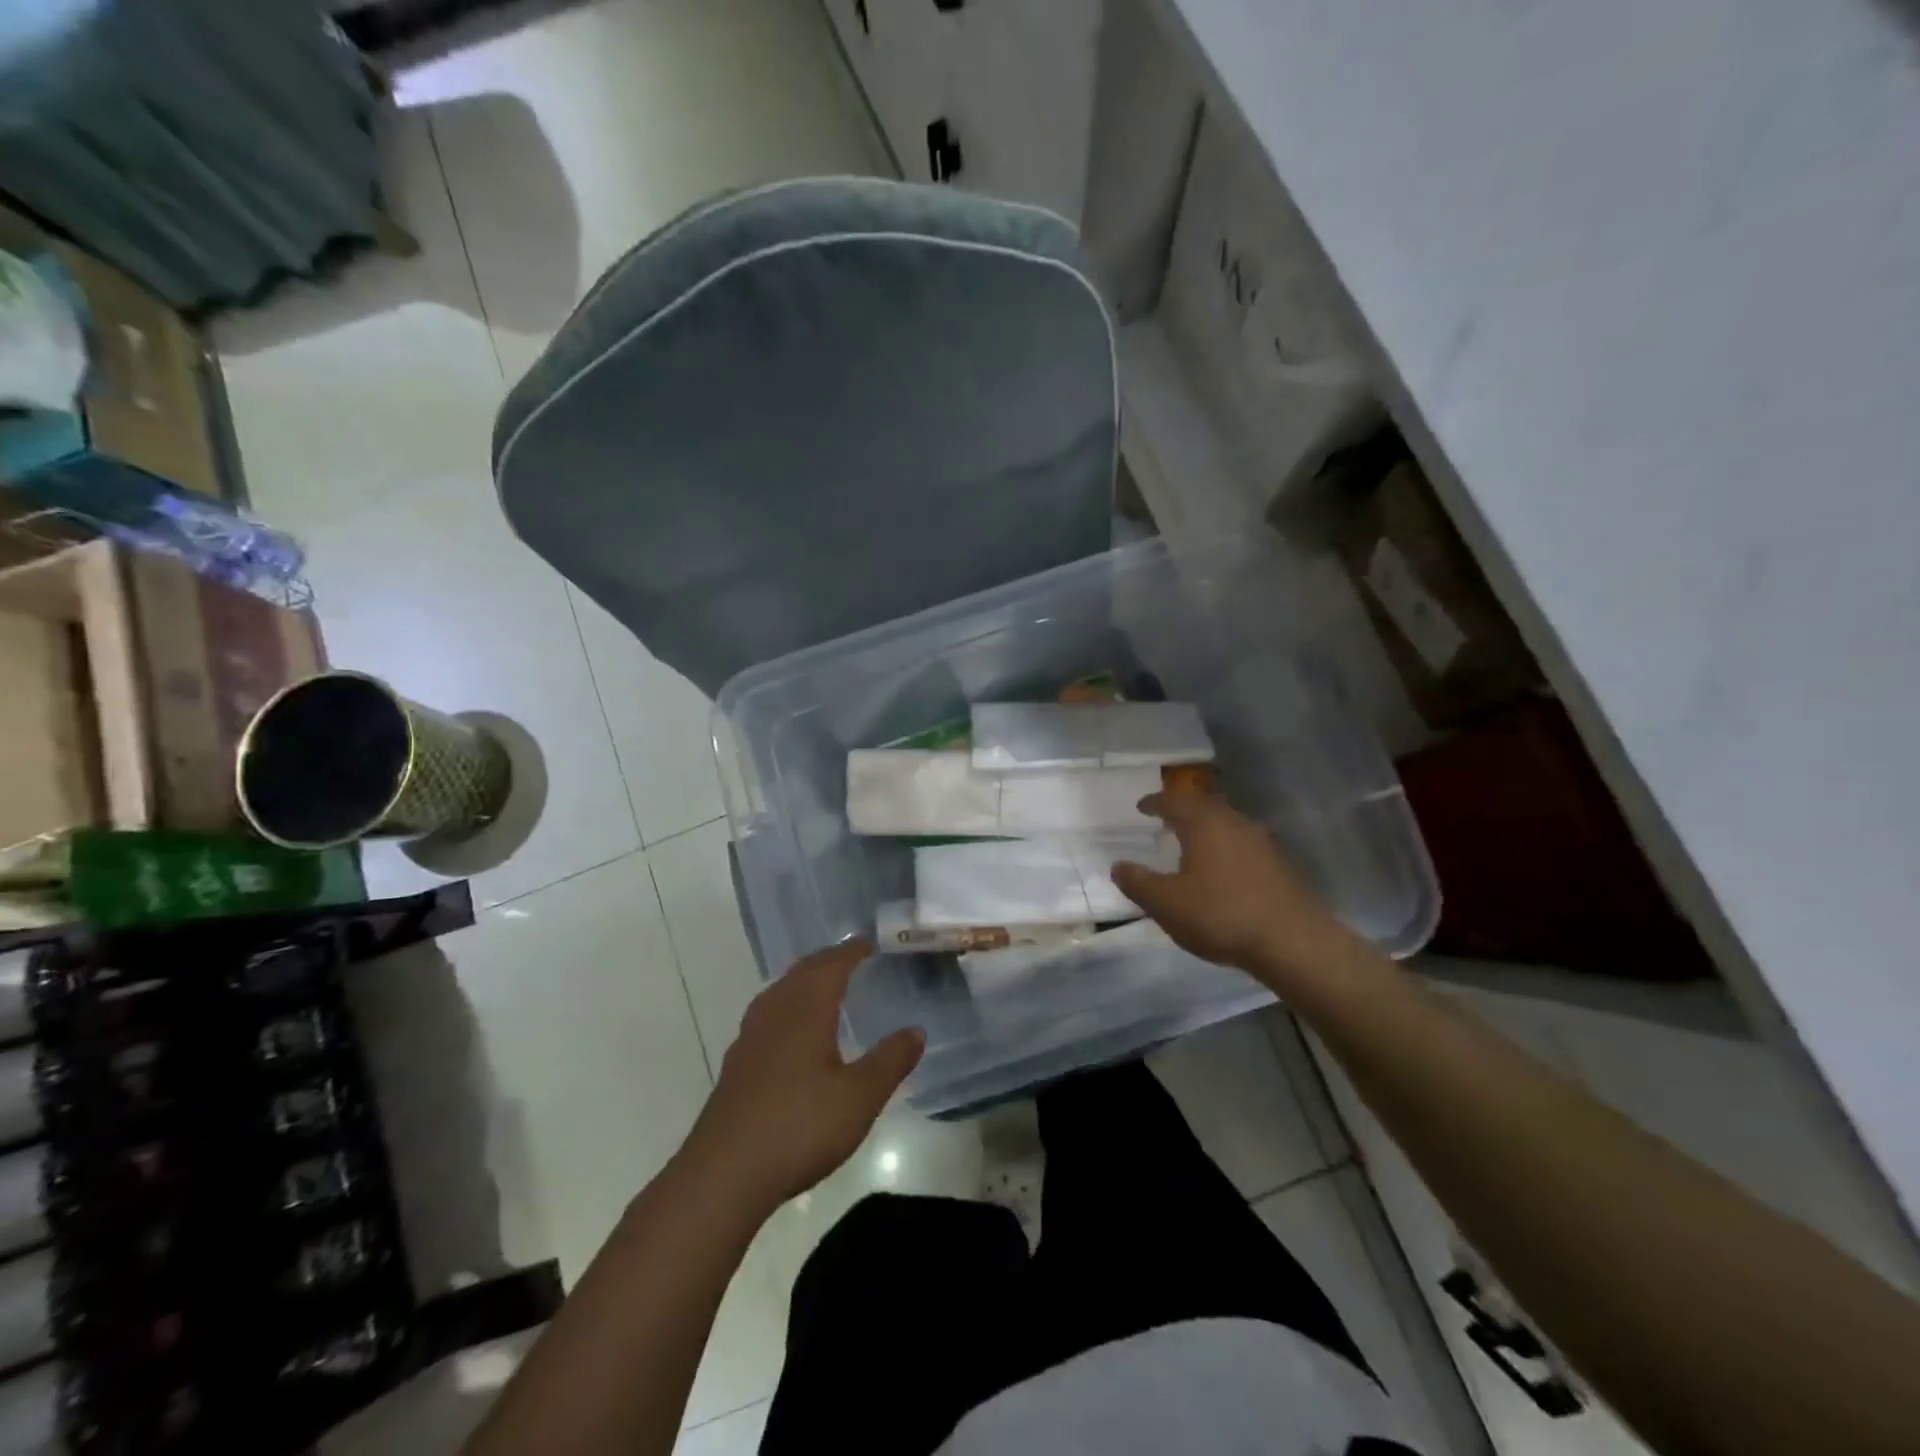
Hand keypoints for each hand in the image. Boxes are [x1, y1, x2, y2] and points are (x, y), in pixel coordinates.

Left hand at [682, 940, 923, 1217]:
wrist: (724, 1174)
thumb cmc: (800, 1126)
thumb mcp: (860, 1097)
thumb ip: (890, 1061)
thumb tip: (916, 1030)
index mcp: (806, 1010)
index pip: (830, 966)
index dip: (850, 952)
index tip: (867, 943)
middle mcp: (775, 1013)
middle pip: (801, 973)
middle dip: (825, 961)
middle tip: (848, 958)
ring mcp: (749, 1039)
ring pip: (779, 993)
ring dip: (802, 982)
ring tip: (820, 987)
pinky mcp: (736, 1066)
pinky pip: (766, 1017)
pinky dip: (786, 1008)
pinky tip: (789, 1033)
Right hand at [1111, 788, 1350, 980]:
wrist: (1292, 941)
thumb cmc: (1221, 915)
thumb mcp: (1166, 904)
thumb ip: (1138, 883)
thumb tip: (1118, 865)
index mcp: (1204, 824)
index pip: (1174, 802)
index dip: (1155, 802)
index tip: (1141, 806)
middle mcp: (1233, 823)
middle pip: (1204, 806)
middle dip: (1183, 810)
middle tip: (1166, 818)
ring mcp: (1261, 842)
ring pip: (1227, 823)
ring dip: (1206, 827)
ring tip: (1192, 841)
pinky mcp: (1279, 864)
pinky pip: (1243, 842)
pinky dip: (1225, 845)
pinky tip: (1222, 866)